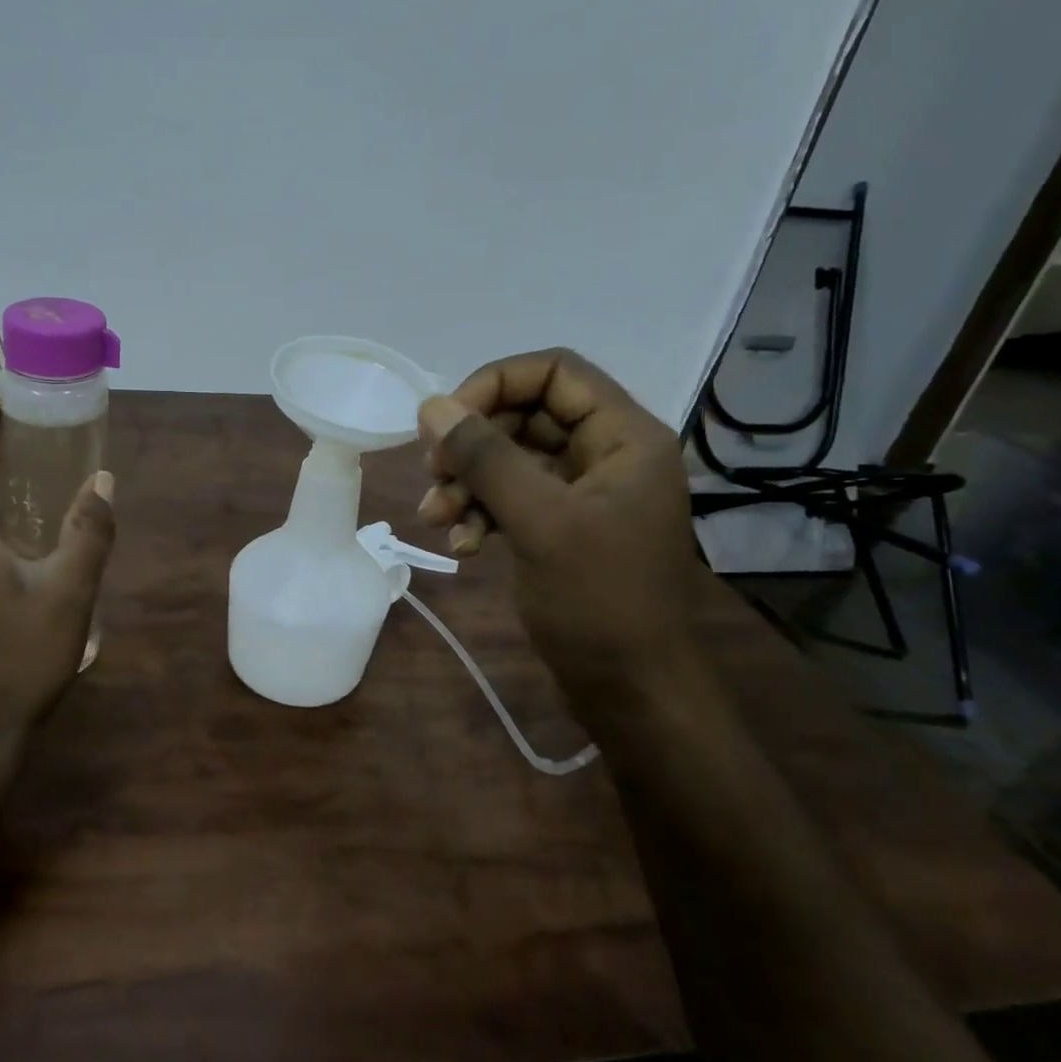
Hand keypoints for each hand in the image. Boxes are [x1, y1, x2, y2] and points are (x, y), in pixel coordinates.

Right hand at [416, 349, 702, 702]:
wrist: (630, 690)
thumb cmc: (599, 601)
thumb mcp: (539, 521)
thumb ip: (485, 457)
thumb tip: (431, 406)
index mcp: (624, 437)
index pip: (554, 371)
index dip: (494, 384)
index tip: (445, 421)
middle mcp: (606, 454)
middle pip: (525, 414)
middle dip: (472, 443)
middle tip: (432, 473)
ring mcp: (582, 492)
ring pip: (510, 459)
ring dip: (466, 482)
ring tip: (435, 518)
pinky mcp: (560, 525)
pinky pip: (510, 497)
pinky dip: (480, 512)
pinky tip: (461, 545)